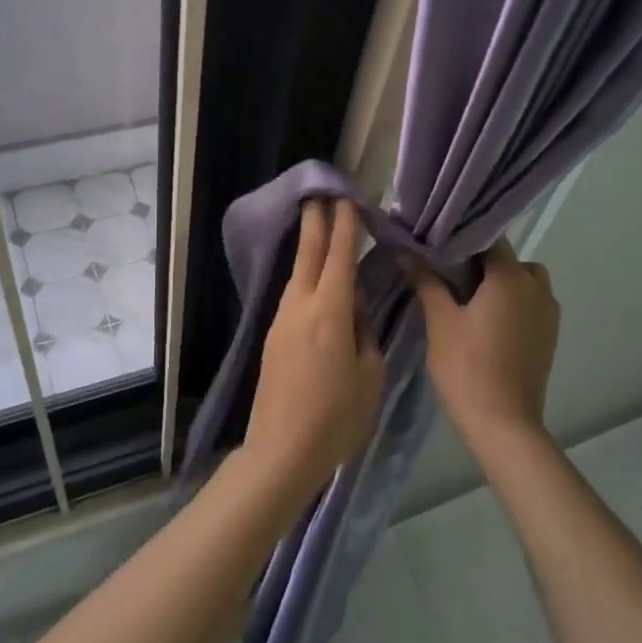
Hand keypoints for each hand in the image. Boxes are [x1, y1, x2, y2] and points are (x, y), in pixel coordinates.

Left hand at [241, 199, 383, 510]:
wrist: (281, 450)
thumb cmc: (336, 417)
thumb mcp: (368, 374)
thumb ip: (363, 333)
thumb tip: (353, 310)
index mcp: (328, 312)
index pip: (338, 257)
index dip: (344, 226)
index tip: (347, 199)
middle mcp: (299, 307)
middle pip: (308, 254)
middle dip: (315, 222)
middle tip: (319, 192)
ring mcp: (281, 321)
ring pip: (297, 274)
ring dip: (308, 248)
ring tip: (320, 227)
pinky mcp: (273, 338)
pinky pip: (293, 295)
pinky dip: (305, 276)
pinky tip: (314, 278)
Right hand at [407, 239, 559, 449]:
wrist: (504, 424)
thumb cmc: (467, 367)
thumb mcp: (440, 321)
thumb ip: (427, 281)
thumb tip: (406, 252)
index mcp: (512, 278)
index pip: (489, 239)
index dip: (462, 237)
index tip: (437, 243)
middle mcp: (537, 288)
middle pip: (509, 259)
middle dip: (481, 262)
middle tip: (447, 274)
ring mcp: (548, 314)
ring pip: (523, 281)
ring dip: (499, 283)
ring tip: (466, 299)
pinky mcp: (549, 336)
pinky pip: (530, 304)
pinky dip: (511, 303)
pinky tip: (484, 322)